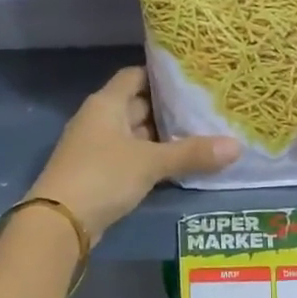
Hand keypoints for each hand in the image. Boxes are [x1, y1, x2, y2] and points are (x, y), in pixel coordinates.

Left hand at [29, 67, 239, 240]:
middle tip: (205, 108)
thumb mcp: (150, 162)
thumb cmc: (103, 176)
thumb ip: (192, 153)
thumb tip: (237, 146)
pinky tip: (177, 164)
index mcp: (106, 103)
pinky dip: (150, 158)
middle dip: (168, 108)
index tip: (192, 78)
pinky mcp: (98, 173)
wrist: (59, 222)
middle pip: (137, 104)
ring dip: (161, 136)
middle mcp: (99, 119)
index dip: (161, 75)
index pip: (135, 75)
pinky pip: (130, 156)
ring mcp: (96, 147)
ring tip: (200, 134)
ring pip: (135, 133)